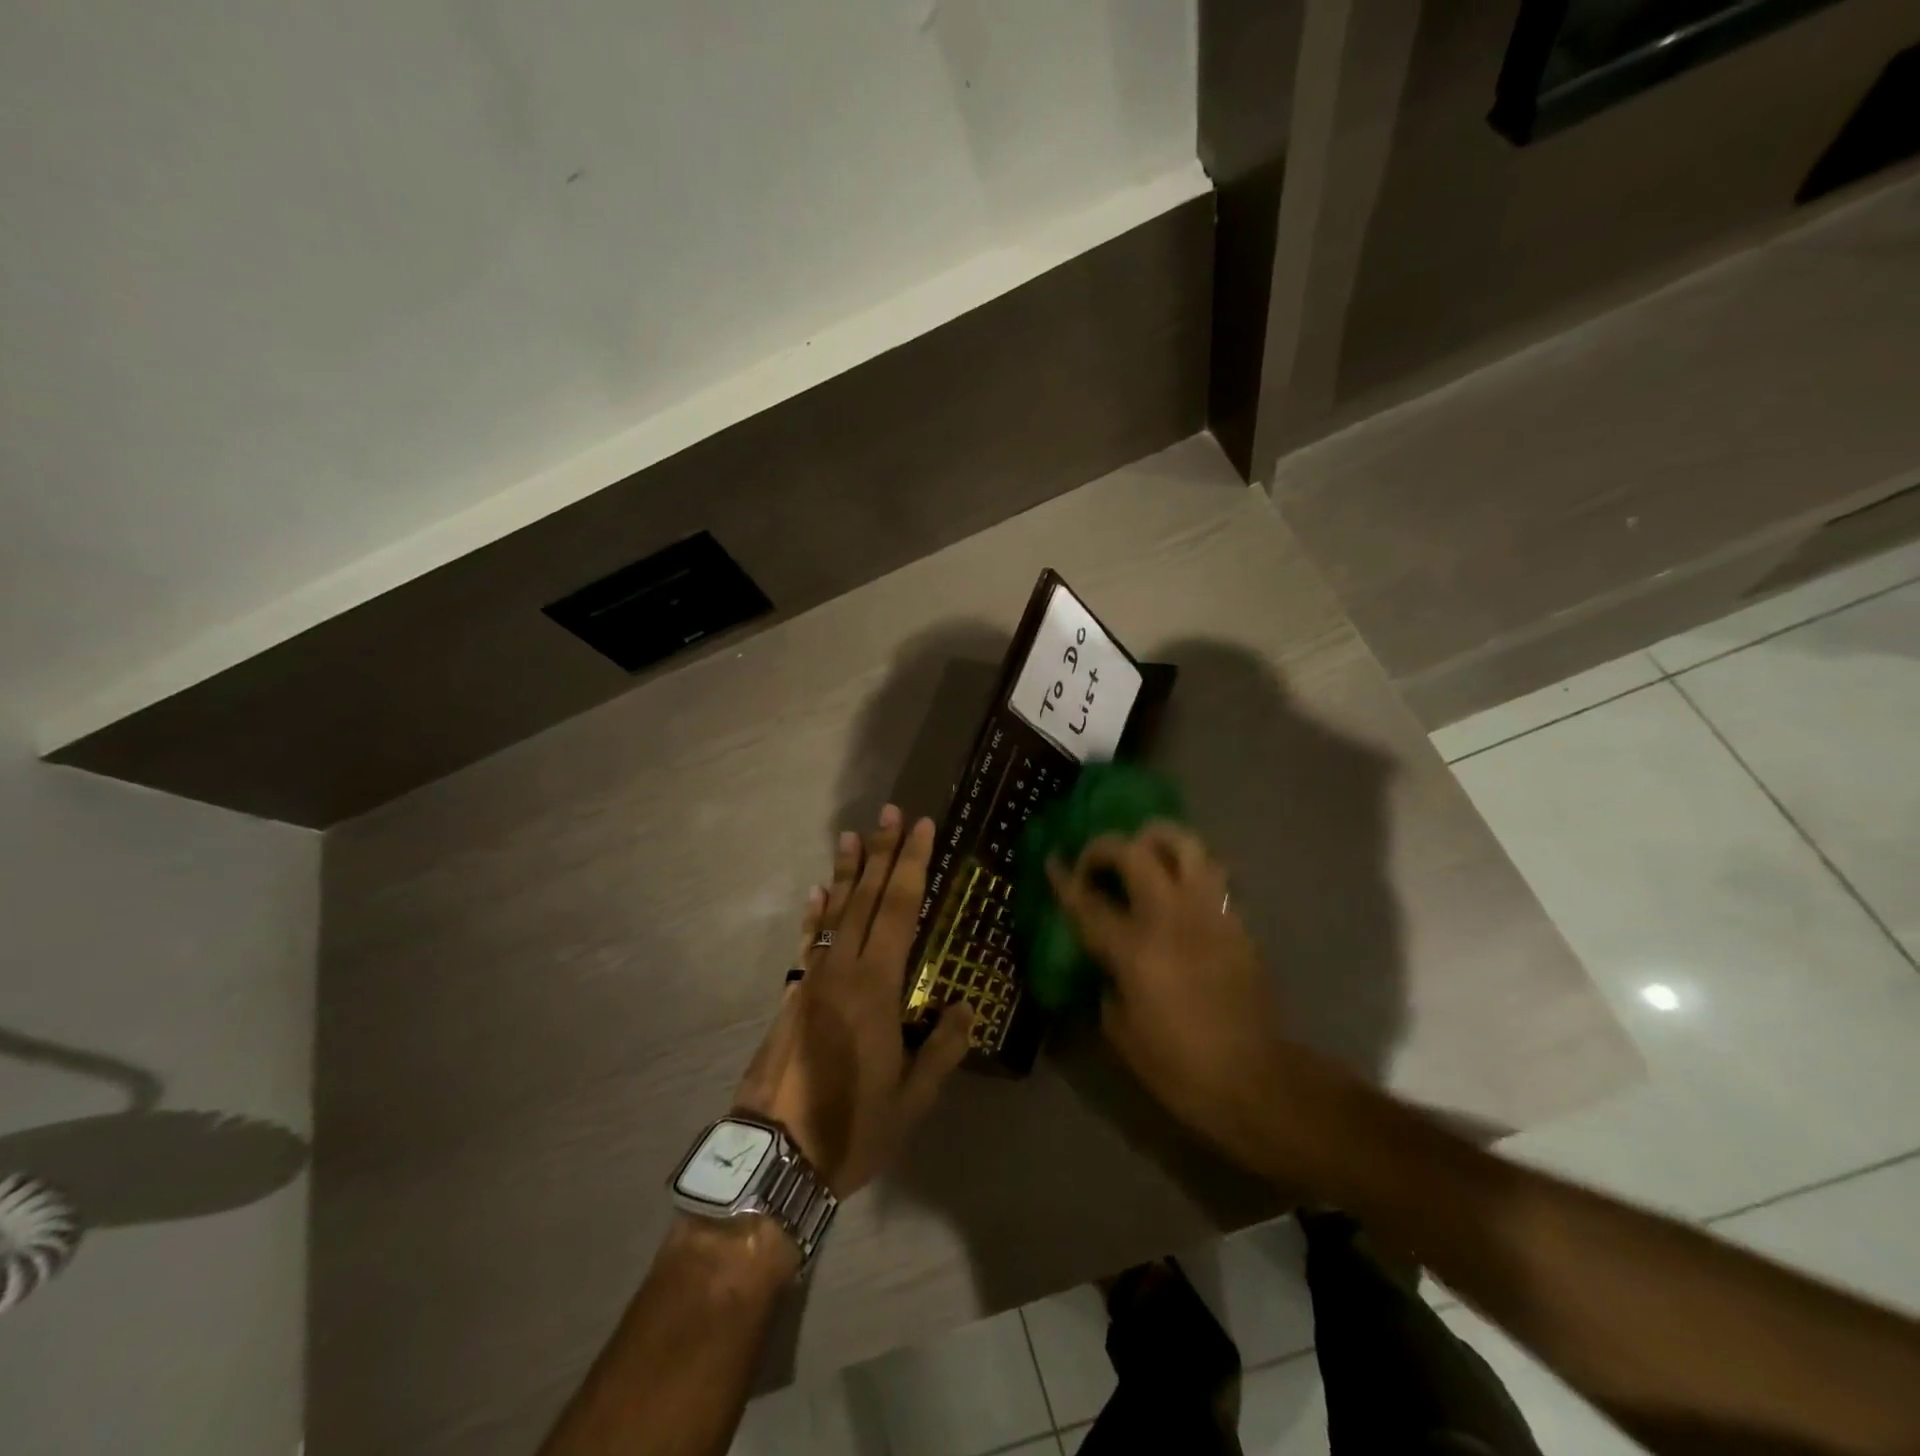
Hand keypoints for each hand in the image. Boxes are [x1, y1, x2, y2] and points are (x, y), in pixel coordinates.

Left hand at [733, 806, 973, 1195]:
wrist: (774, 1157)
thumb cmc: (851, 1128)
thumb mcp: (911, 1098)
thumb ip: (941, 1049)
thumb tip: (967, 1008)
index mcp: (876, 987)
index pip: (899, 910)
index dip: (912, 866)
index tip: (922, 828)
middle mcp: (842, 970)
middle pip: (866, 899)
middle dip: (882, 853)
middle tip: (890, 813)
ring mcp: (812, 980)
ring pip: (834, 913)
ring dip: (847, 873)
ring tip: (851, 836)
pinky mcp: (793, 996)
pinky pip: (808, 942)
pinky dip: (815, 914)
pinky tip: (817, 894)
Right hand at [1047, 822, 1290, 1164]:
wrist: (1254, 1080)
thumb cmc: (1177, 1065)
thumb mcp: (1120, 1029)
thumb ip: (1107, 979)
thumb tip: (1106, 958)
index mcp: (1135, 949)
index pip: (1089, 902)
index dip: (1065, 879)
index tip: (1052, 861)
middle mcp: (1171, 917)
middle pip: (1135, 852)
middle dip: (1105, 847)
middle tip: (1096, 864)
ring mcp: (1210, 912)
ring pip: (1184, 843)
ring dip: (1155, 840)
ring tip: (1143, 856)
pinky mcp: (1237, 920)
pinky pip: (1212, 874)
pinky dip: (1190, 870)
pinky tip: (1179, 891)